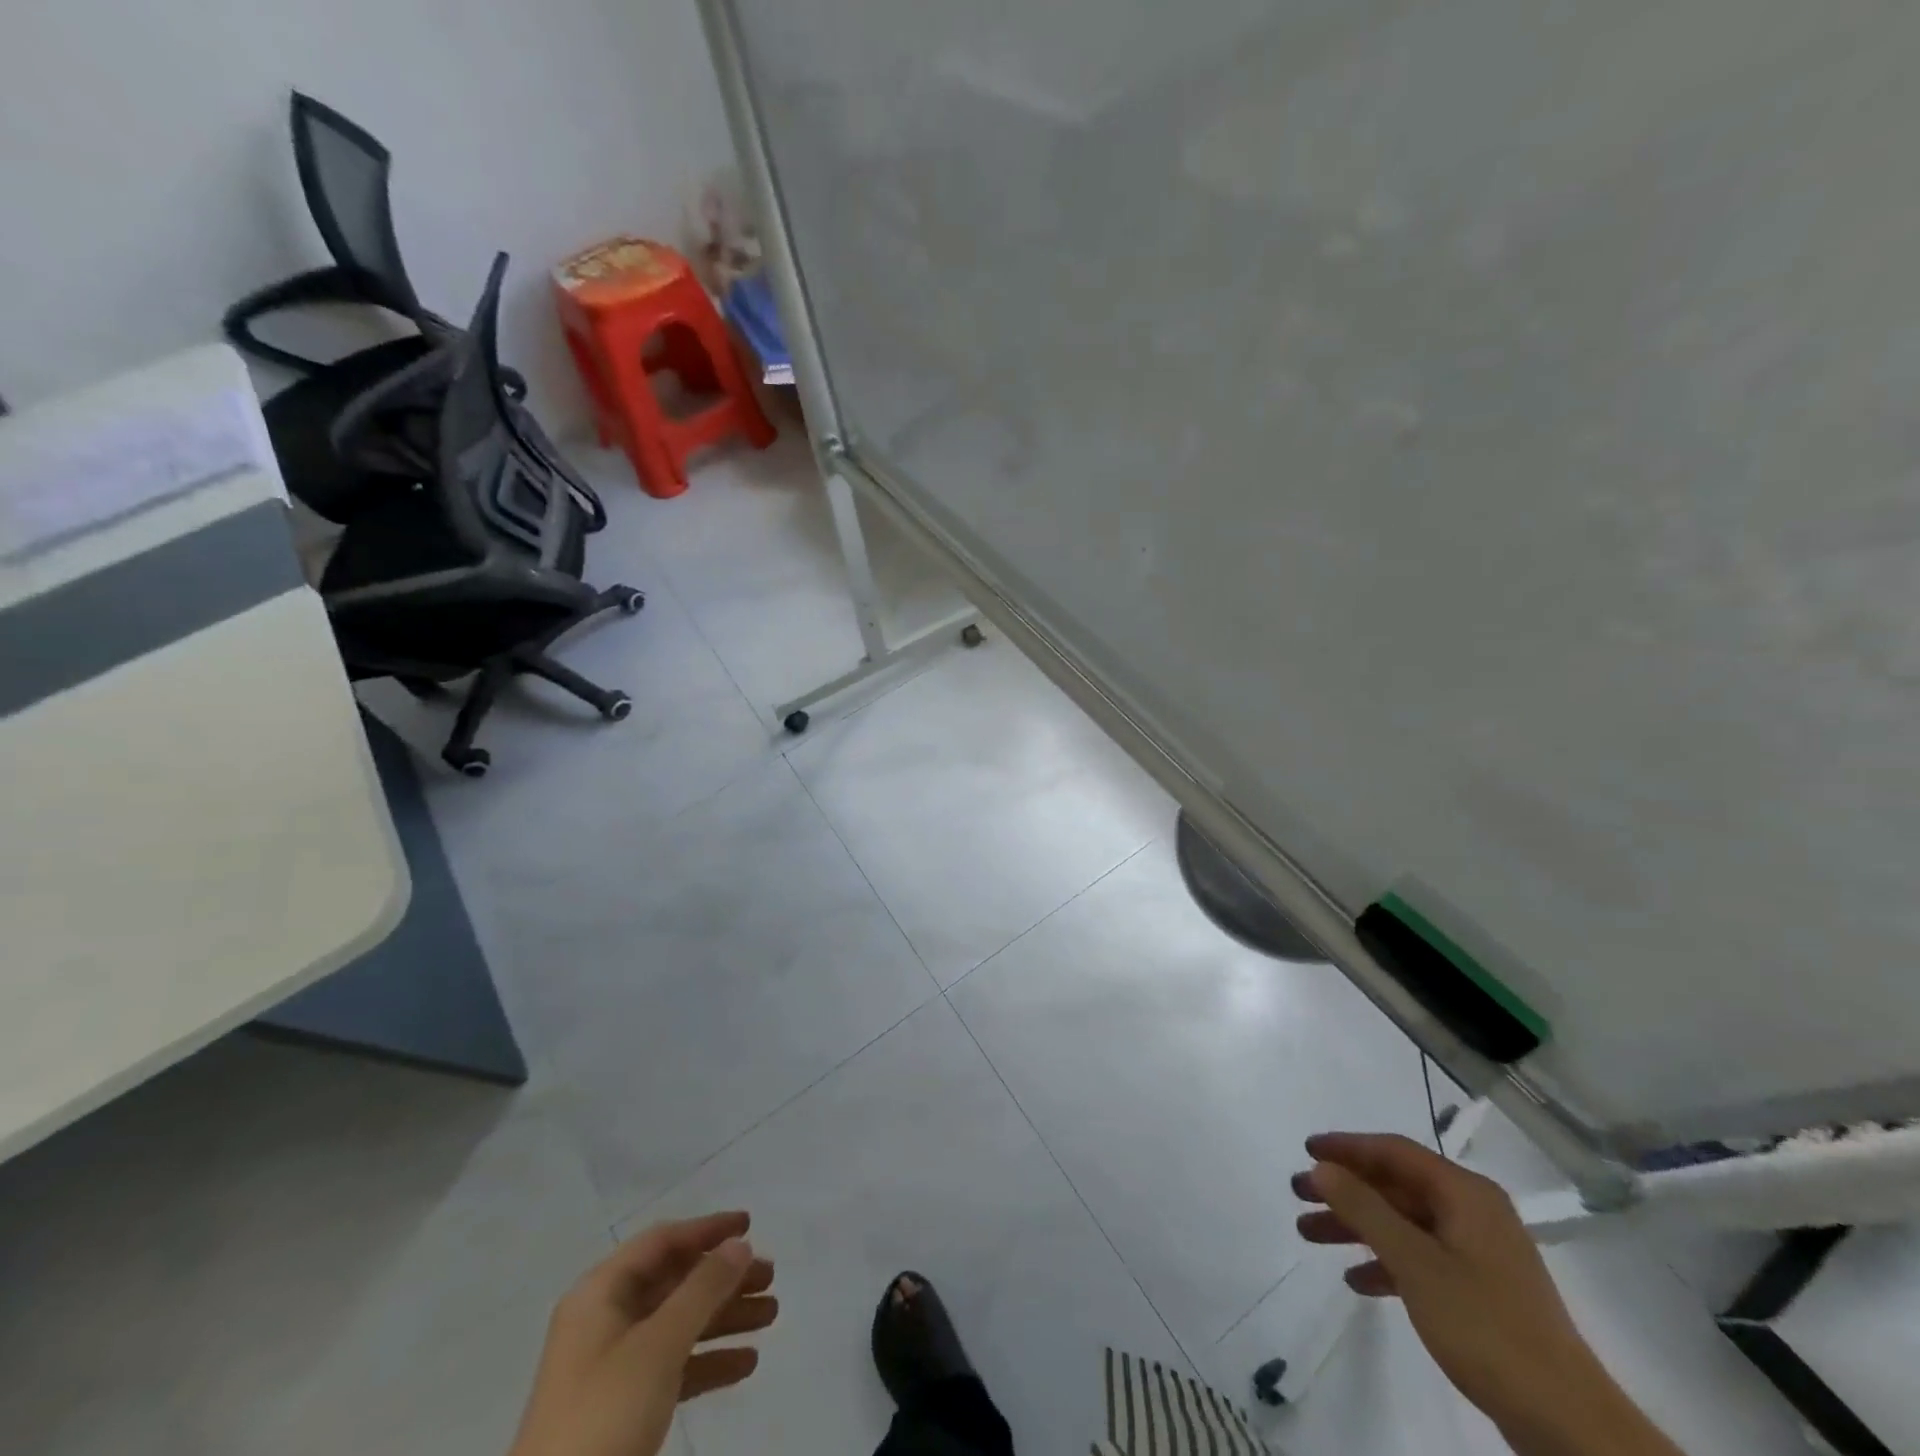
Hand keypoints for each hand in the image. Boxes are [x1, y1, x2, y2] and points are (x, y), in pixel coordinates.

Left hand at [510, 1211, 777, 1455]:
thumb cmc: (604, 1413)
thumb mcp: (658, 1345)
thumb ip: (702, 1289)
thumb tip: (739, 1244)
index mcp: (601, 1293)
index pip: (662, 1242)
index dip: (707, 1230)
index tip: (750, 1226)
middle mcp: (606, 1320)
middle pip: (675, 1282)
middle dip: (724, 1279)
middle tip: (770, 1277)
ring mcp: (613, 1366)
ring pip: (679, 1324)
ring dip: (725, 1317)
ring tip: (771, 1315)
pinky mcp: (623, 1407)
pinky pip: (674, 1366)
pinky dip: (709, 1360)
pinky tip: (746, 1364)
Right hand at [1293, 1134, 1674, 1455]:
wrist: (1566, 1421)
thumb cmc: (1485, 1325)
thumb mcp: (1414, 1262)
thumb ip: (1364, 1208)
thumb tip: (1322, 1167)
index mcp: (1465, 1194)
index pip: (1394, 1151)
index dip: (1346, 1147)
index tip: (1305, 1150)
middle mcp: (1473, 1212)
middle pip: (1396, 1186)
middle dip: (1345, 1190)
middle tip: (1298, 1195)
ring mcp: (1479, 1252)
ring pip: (1404, 1223)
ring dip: (1358, 1227)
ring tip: (1310, 1235)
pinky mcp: (1481, 1290)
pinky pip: (1421, 1258)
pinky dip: (1386, 1262)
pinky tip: (1357, 1281)